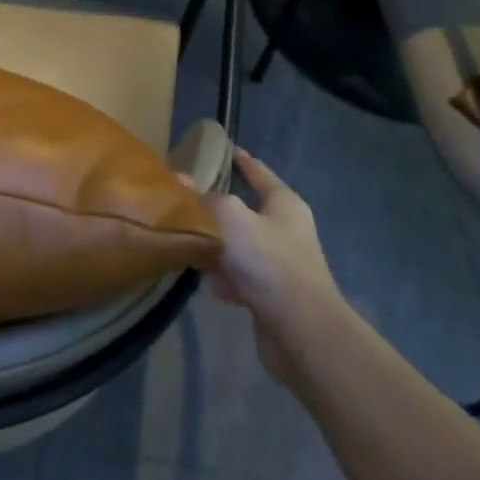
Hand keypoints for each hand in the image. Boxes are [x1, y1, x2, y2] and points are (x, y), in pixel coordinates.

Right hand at [208, 150, 346, 383]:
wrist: (300, 330)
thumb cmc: (268, 260)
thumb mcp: (229, 216)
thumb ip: (203, 198)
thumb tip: (180, 180)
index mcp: (285, 205)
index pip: (260, 173)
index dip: (242, 160)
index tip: (225, 149)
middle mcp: (286, 232)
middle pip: (246, 210)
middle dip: (219, 205)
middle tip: (187, 196)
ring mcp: (281, 266)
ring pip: (240, 245)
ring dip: (217, 245)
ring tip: (187, 238)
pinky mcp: (272, 297)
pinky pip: (240, 277)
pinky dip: (223, 276)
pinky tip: (206, 279)